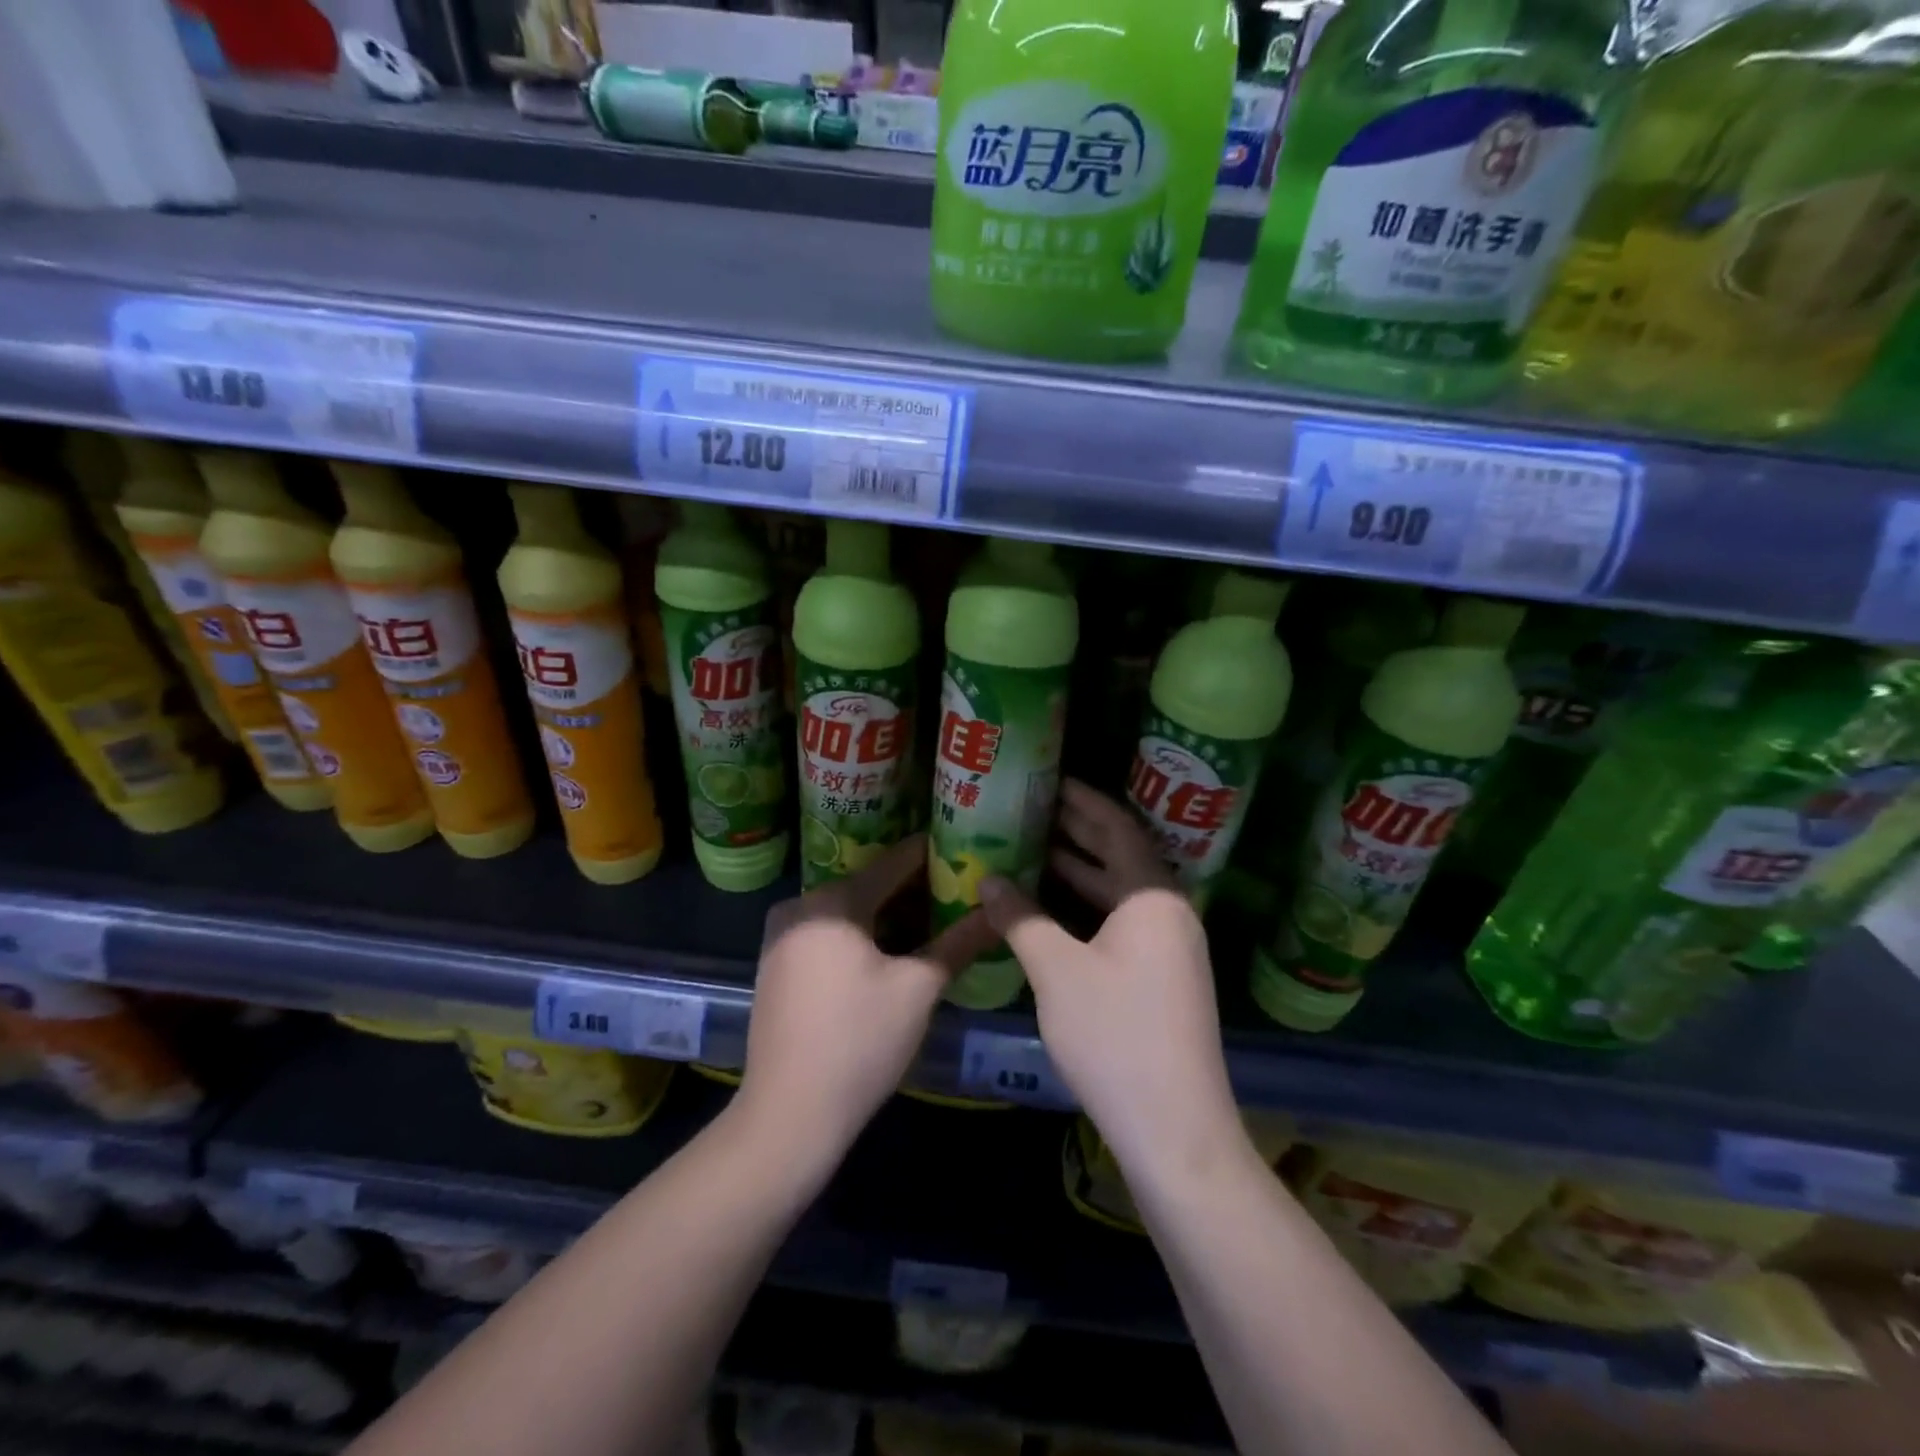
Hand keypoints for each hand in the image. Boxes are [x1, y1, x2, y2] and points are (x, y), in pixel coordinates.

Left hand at [737, 835, 997, 1168]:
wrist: (788, 1116)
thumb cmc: (859, 1042)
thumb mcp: (919, 989)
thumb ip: (959, 941)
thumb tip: (997, 911)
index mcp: (832, 901)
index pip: (894, 861)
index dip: (933, 854)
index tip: (967, 849)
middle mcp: (800, 906)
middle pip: (868, 884)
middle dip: (914, 888)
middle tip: (959, 891)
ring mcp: (782, 937)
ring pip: (848, 911)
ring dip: (889, 914)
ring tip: (935, 919)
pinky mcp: (776, 966)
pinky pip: (828, 933)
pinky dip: (862, 934)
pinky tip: (892, 950)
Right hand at [978, 782, 1241, 1177]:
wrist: (1175, 1129)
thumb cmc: (1116, 1036)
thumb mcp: (1058, 971)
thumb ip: (1021, 919)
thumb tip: (989, 880)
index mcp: (1153, 897)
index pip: (1118, 828)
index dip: (1083, 801)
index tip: (1050, 781)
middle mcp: (1169, 913)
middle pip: (1121, 857)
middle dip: (1078, 832)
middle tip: (1031, 809)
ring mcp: (1169, 948)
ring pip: (1119, 894)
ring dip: (1079, 872)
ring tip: (1032, 851)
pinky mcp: (1162, 978)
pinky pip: (1120, 923)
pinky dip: (1086, 909)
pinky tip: (1051, 912)